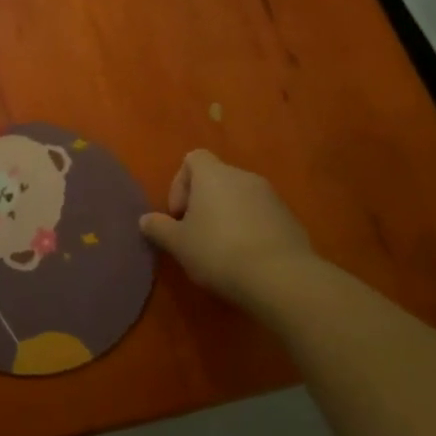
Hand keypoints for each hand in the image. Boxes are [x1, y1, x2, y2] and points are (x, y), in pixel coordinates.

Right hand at [139, 151, 318, 315]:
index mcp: (214, 175)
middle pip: (216, 179)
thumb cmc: (219, 252)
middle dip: (203, 204)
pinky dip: (250, 230)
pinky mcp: (290, 218)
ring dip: (227, 217)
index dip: (180, 184)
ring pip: (240, 198)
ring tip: (222, 251)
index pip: (193, 158)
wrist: (281, 277)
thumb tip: (145, 220)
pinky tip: (247, 259)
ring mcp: (271, 196)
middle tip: (196, 236)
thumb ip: (159, 228)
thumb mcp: (179, 245)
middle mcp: (243, 177)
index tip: (179, 215)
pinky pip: (261, 216)